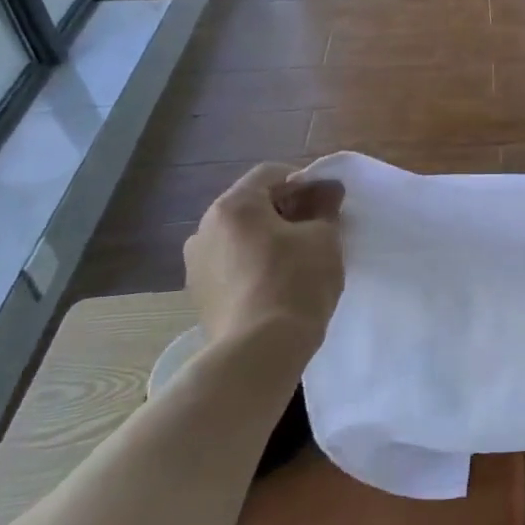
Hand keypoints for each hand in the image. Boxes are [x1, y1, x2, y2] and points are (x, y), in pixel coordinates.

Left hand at [184, 163, 344, 364]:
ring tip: (299, 258)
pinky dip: (254, 264)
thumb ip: (325, 207)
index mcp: (233, 206)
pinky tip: (278, 283)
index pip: (270, 174)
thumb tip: (327, 190)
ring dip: (268, 238)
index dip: (304, 181)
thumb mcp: (324, 237)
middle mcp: (205, 228)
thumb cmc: (296, 281)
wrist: (260, 350)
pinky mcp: (199, 295)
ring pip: (240, 237)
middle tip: (319, 228)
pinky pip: (232, 265)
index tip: (328, 201)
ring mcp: (196, 264)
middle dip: (286, 210)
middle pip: (251, 205)